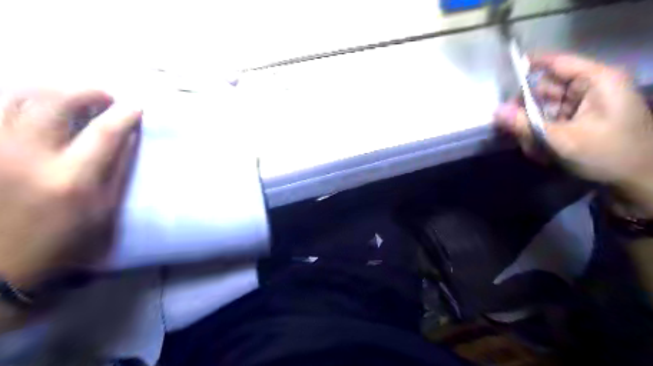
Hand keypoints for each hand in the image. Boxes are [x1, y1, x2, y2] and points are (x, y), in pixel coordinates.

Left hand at [0, 88, 140, 288]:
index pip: (105, 132)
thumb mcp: (103, 211)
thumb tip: (128, 138)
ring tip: (71, 97)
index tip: (136, 106)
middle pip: (57, 102)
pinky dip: (21, 101)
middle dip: (87, 92)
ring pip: (19, 97)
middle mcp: (28, 157)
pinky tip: (37, 107)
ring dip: (53, 90)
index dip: (124, 114)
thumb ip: (117, 171)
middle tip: (105, 96)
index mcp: (72, 179)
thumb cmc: (62, 242)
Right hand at [496, 53, 652, 215]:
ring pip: (543, 108)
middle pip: (543, 90)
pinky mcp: (580, 119)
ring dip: (532, 128)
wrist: (638, 181)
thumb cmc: (608, 155)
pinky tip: (544, 152)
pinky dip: (542, 135)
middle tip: (513, 130)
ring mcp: (584, 105)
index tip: (502, 74)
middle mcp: (589, 88)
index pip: (556, 62)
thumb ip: (525, 125)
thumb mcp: (562, 141)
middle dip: (526, 111)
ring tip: (535, 148)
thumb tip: (495, 111)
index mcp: (596, 81)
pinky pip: (550, 121)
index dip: (528, 66)